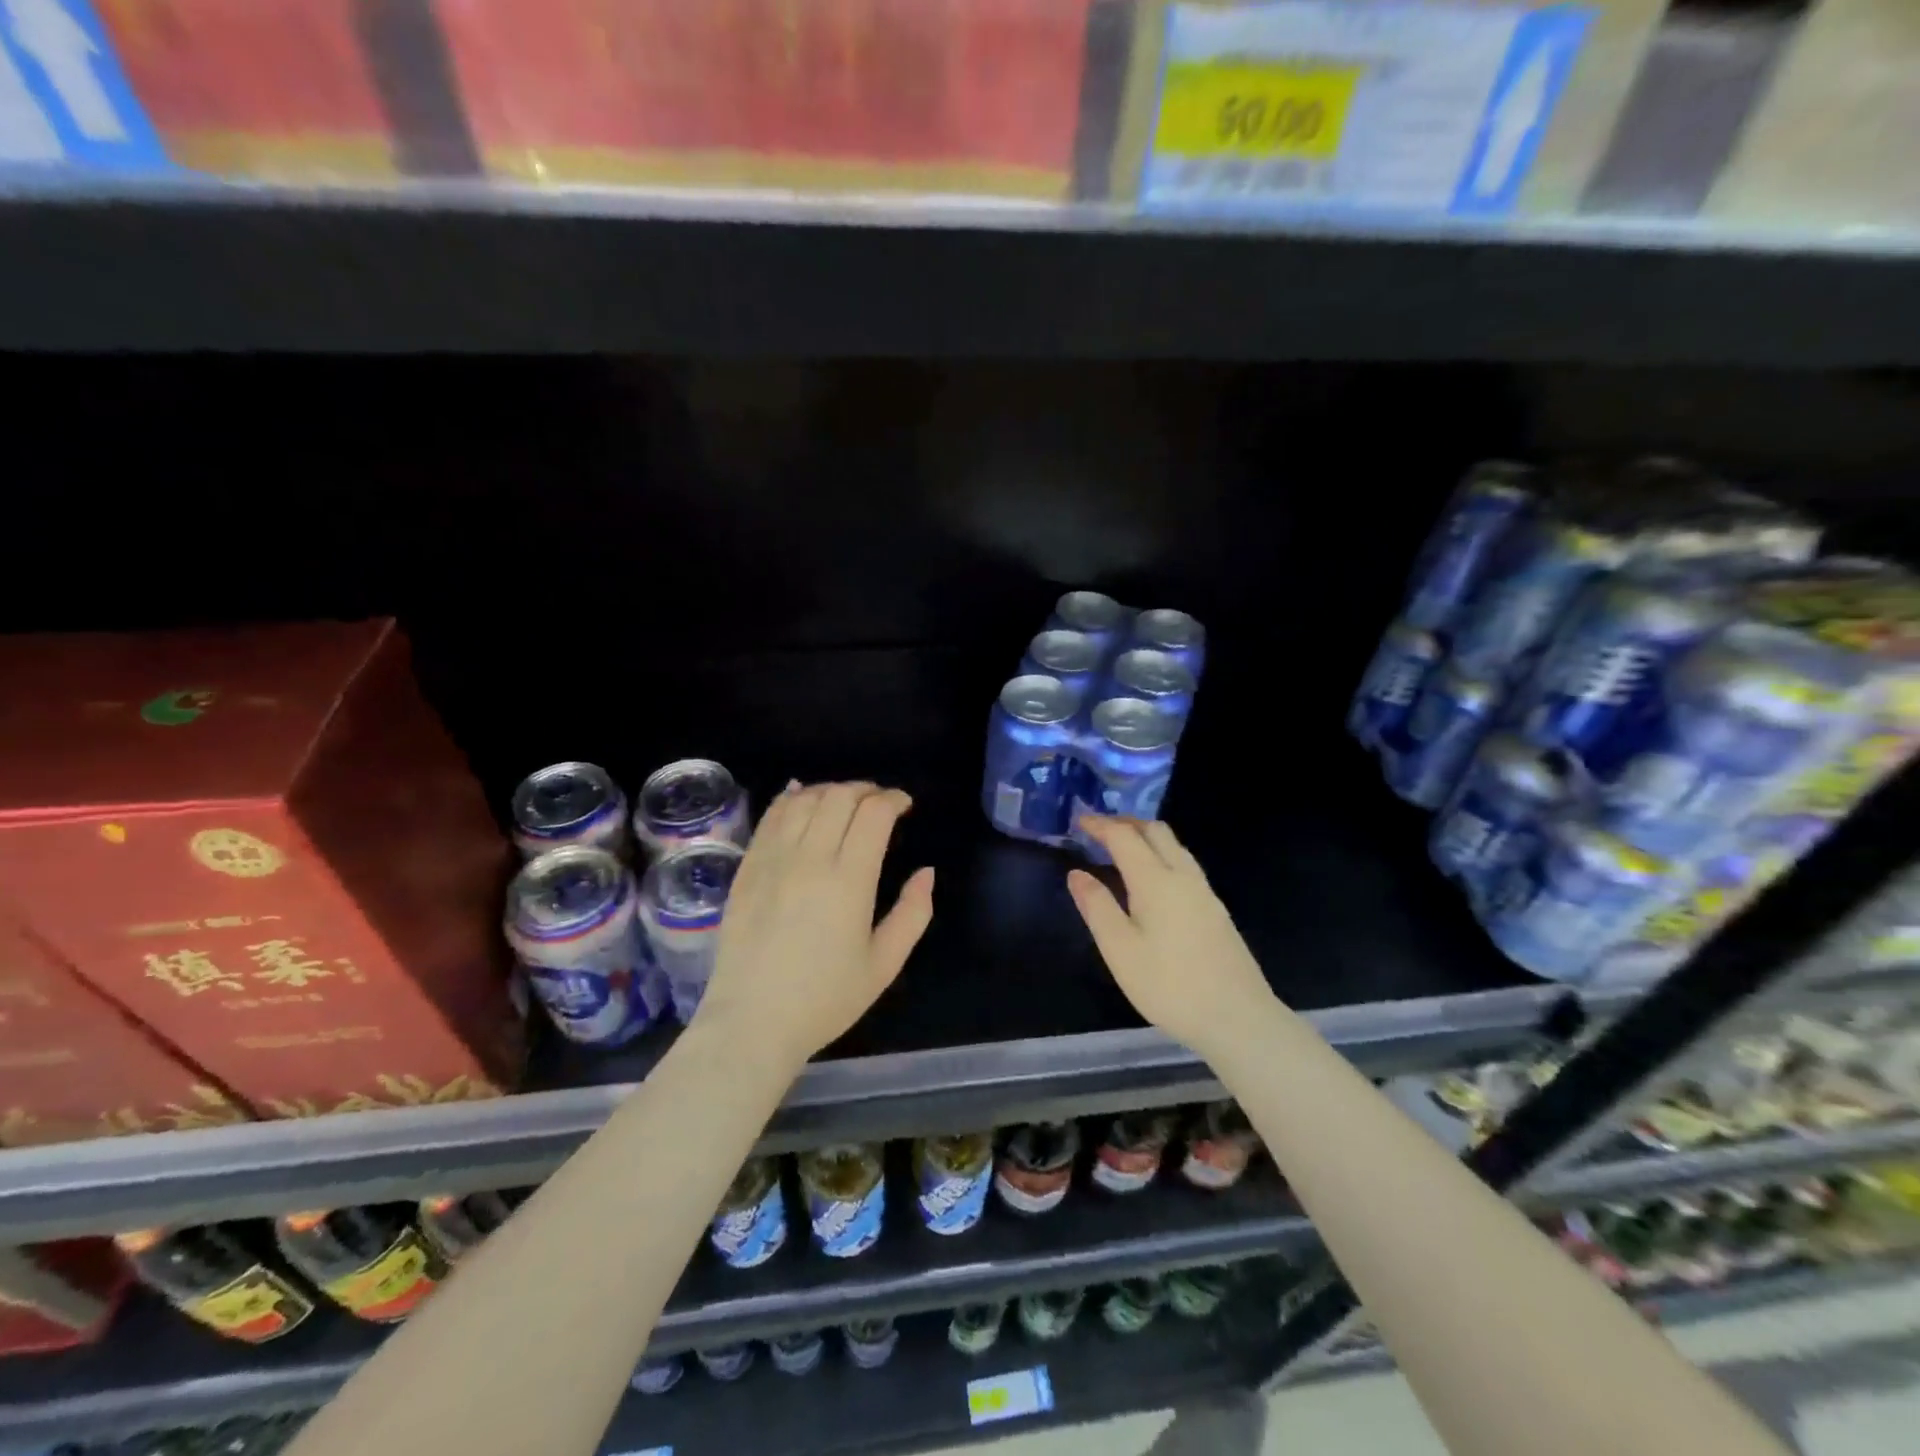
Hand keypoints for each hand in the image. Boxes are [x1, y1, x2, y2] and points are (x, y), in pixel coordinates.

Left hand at [695, 781, 933, 1070]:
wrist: (752, 1022)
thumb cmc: (825, 999)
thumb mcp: (884, 964)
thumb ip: (914, 913)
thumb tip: (926, 872)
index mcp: (849, 881)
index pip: (873, 813)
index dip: (893, 799)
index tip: (904, 804)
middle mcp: (809, 859)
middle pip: (839, 797)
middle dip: (865, 790)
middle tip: (878, 802)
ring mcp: (772, 860)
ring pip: (804, 800)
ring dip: (830, 790)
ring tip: (844, 801)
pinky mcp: (747, 868)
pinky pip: (770, 817)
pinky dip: (789, 797)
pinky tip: (800, 794)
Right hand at [1066, 816, 1274, 1058]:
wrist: (1238, 1018)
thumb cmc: (1170, 985)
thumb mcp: (1120, 950)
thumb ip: (1097, 906)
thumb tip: (1077, 873)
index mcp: (1155, 880)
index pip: (1124, 837)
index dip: (1100, 824)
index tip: (1078, 819)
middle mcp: (1183, 876)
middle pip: (1155, 831)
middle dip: (1125, 823)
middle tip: (1099, 830)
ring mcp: (1204, 892)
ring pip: (1174, 846)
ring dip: (1146, 837)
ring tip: (1121, 849)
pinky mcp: (1216, 909)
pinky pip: (1184, 864)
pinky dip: (1161, 855)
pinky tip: (1151, 879)